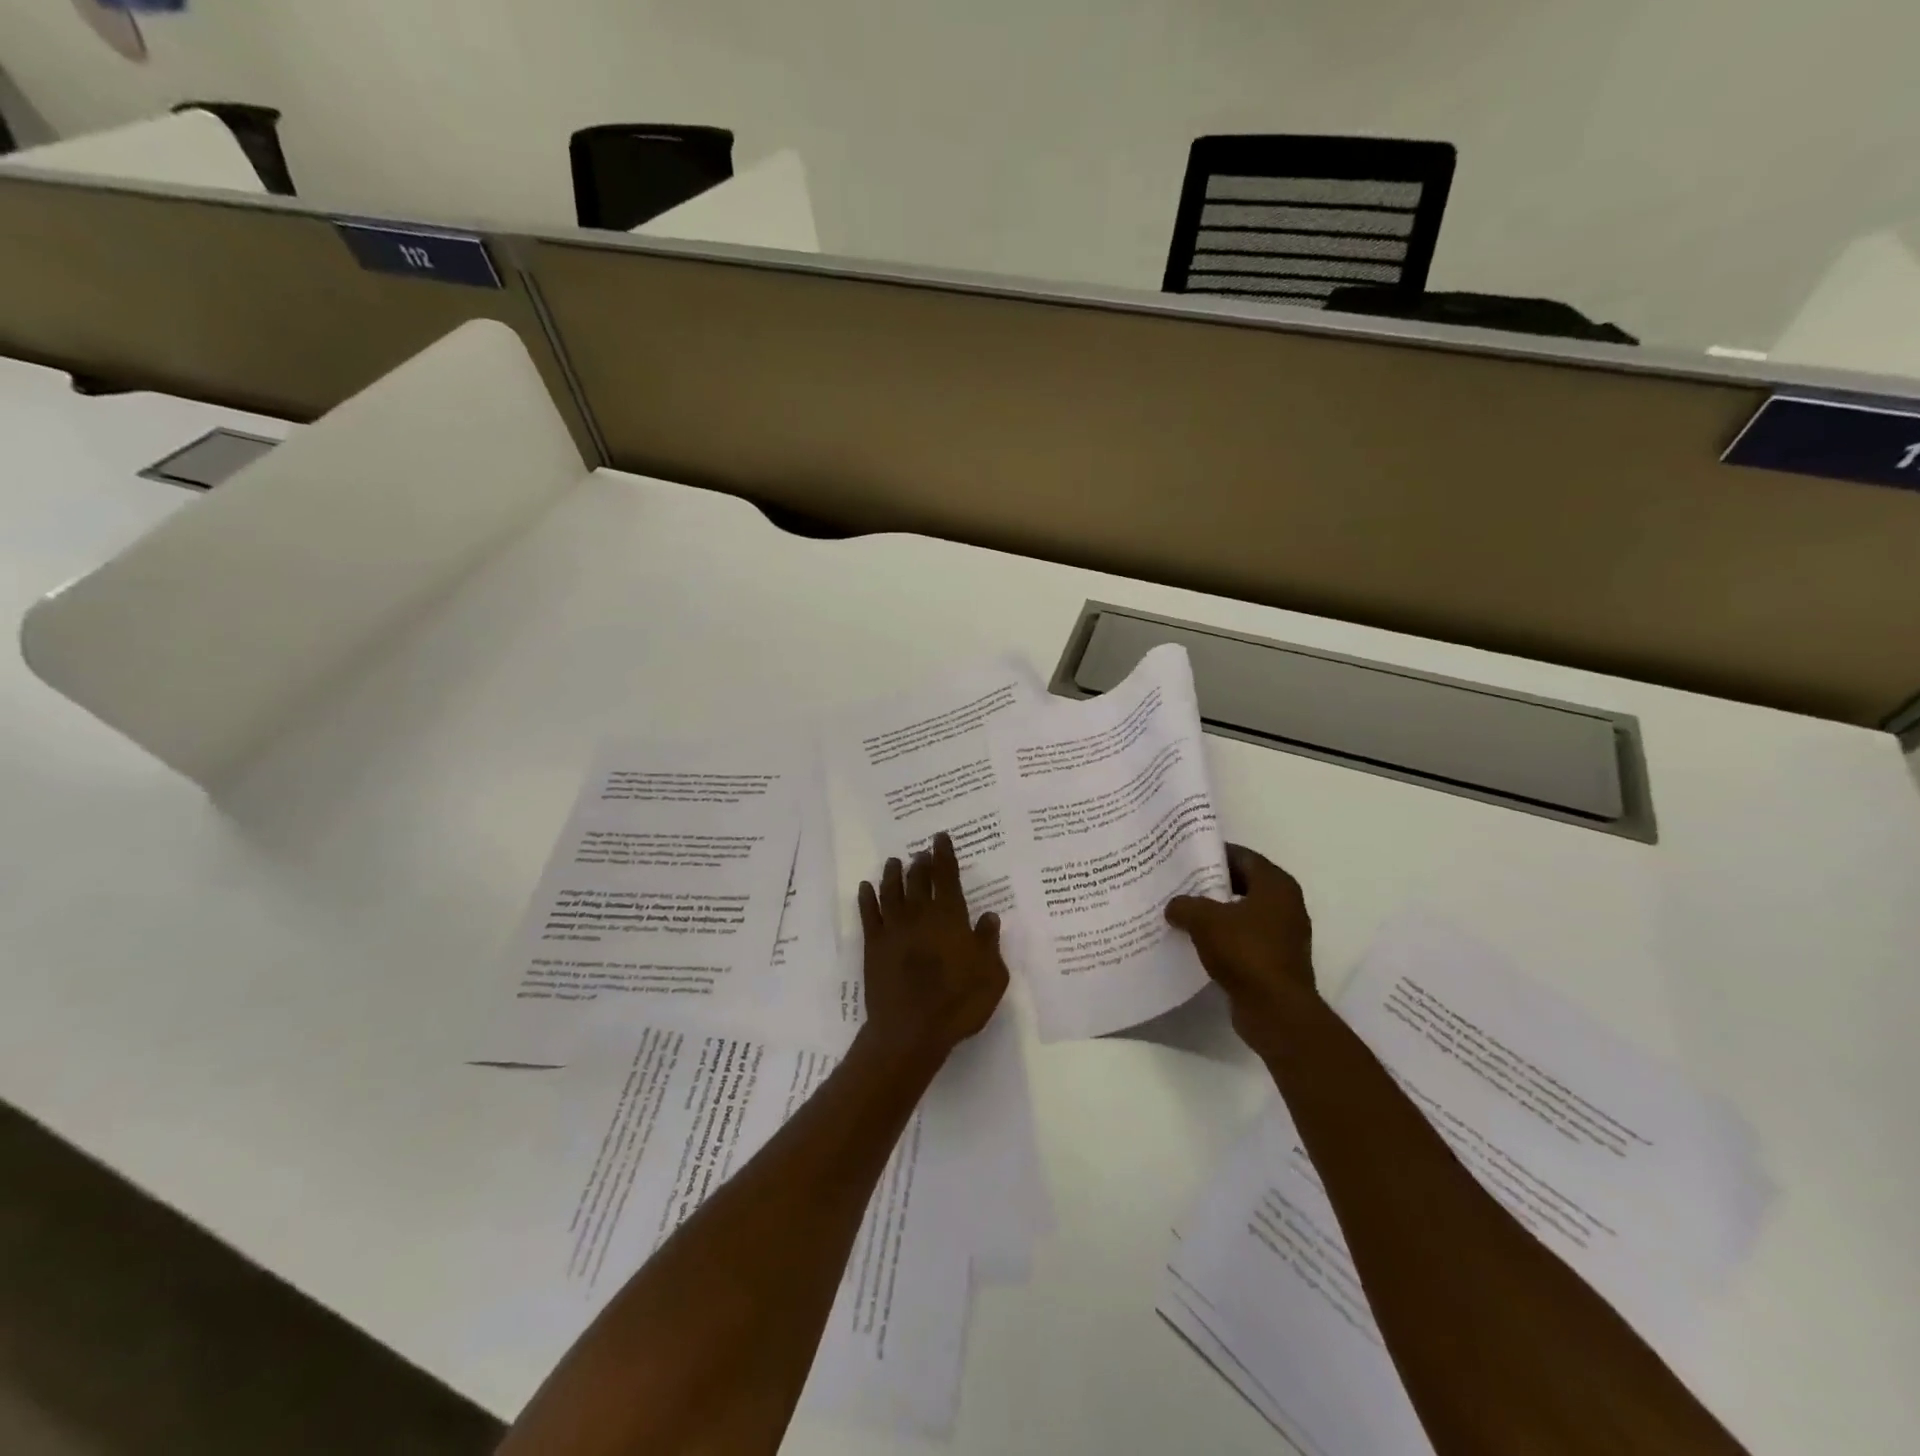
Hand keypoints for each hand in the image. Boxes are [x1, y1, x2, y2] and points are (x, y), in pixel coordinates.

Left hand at [857, 832, 1009, 1067]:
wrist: (910, 1030)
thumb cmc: (958, 1003)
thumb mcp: (991, 975)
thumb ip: (989, 942)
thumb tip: (989, 916)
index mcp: (950, 918)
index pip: (947, 877)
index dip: (945, 855)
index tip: (940, 838)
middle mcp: (920, 915)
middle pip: (918, 880)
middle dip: (920, 862)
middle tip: (920, 851)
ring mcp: (893, 929)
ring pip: (891, 891)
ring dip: (892, 874)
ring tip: (893, 861)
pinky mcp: (873, 946)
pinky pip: (868, 914)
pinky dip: (866, 898)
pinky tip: (865, 887)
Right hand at [1165, 843, 1317, 1052]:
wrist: (1276, 1011)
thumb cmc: (1246, 952)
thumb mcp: (1205, 920)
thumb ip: (1185, 905)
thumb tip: (1174, 906)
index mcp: (1276, 885)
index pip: (1242, 856)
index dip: (1213, 853)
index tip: (1185, 855)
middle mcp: (1285, 905)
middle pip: (1243, 883)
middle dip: (1211, 883)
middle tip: (1179, 881)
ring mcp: (1283, 935)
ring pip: (1242, 912)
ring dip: (1216, 912)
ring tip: (1182, 910)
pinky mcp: (1275, 960)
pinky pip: (1244, 938)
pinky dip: (1223, 937)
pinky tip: (1195, 941)